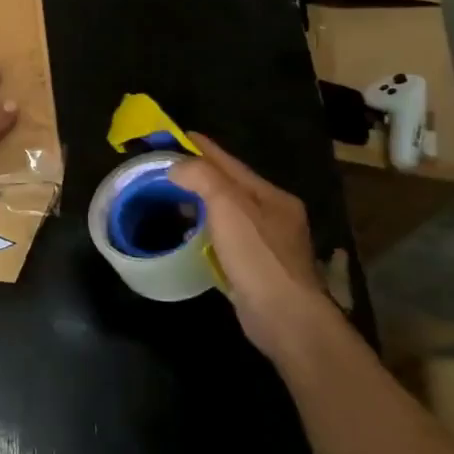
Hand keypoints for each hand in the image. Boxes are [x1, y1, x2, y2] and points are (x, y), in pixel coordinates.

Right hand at [170, 134, 334, 354]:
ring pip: (229, 213)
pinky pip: (227, 238)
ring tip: (174, 200)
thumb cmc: (258, 256)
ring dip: (203, 203)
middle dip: (201, 175)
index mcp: (272, 196)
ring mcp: (269, 244)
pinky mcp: (258, 269)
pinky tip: (193, 236)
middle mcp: (274, 215)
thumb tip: (176, 167)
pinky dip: (208, 230)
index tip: (178, 135)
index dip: (203, 148)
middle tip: (168, 169)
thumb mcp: (229, 206)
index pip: (230, 163)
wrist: (286, 318)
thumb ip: (202, 177)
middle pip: (231, 186)